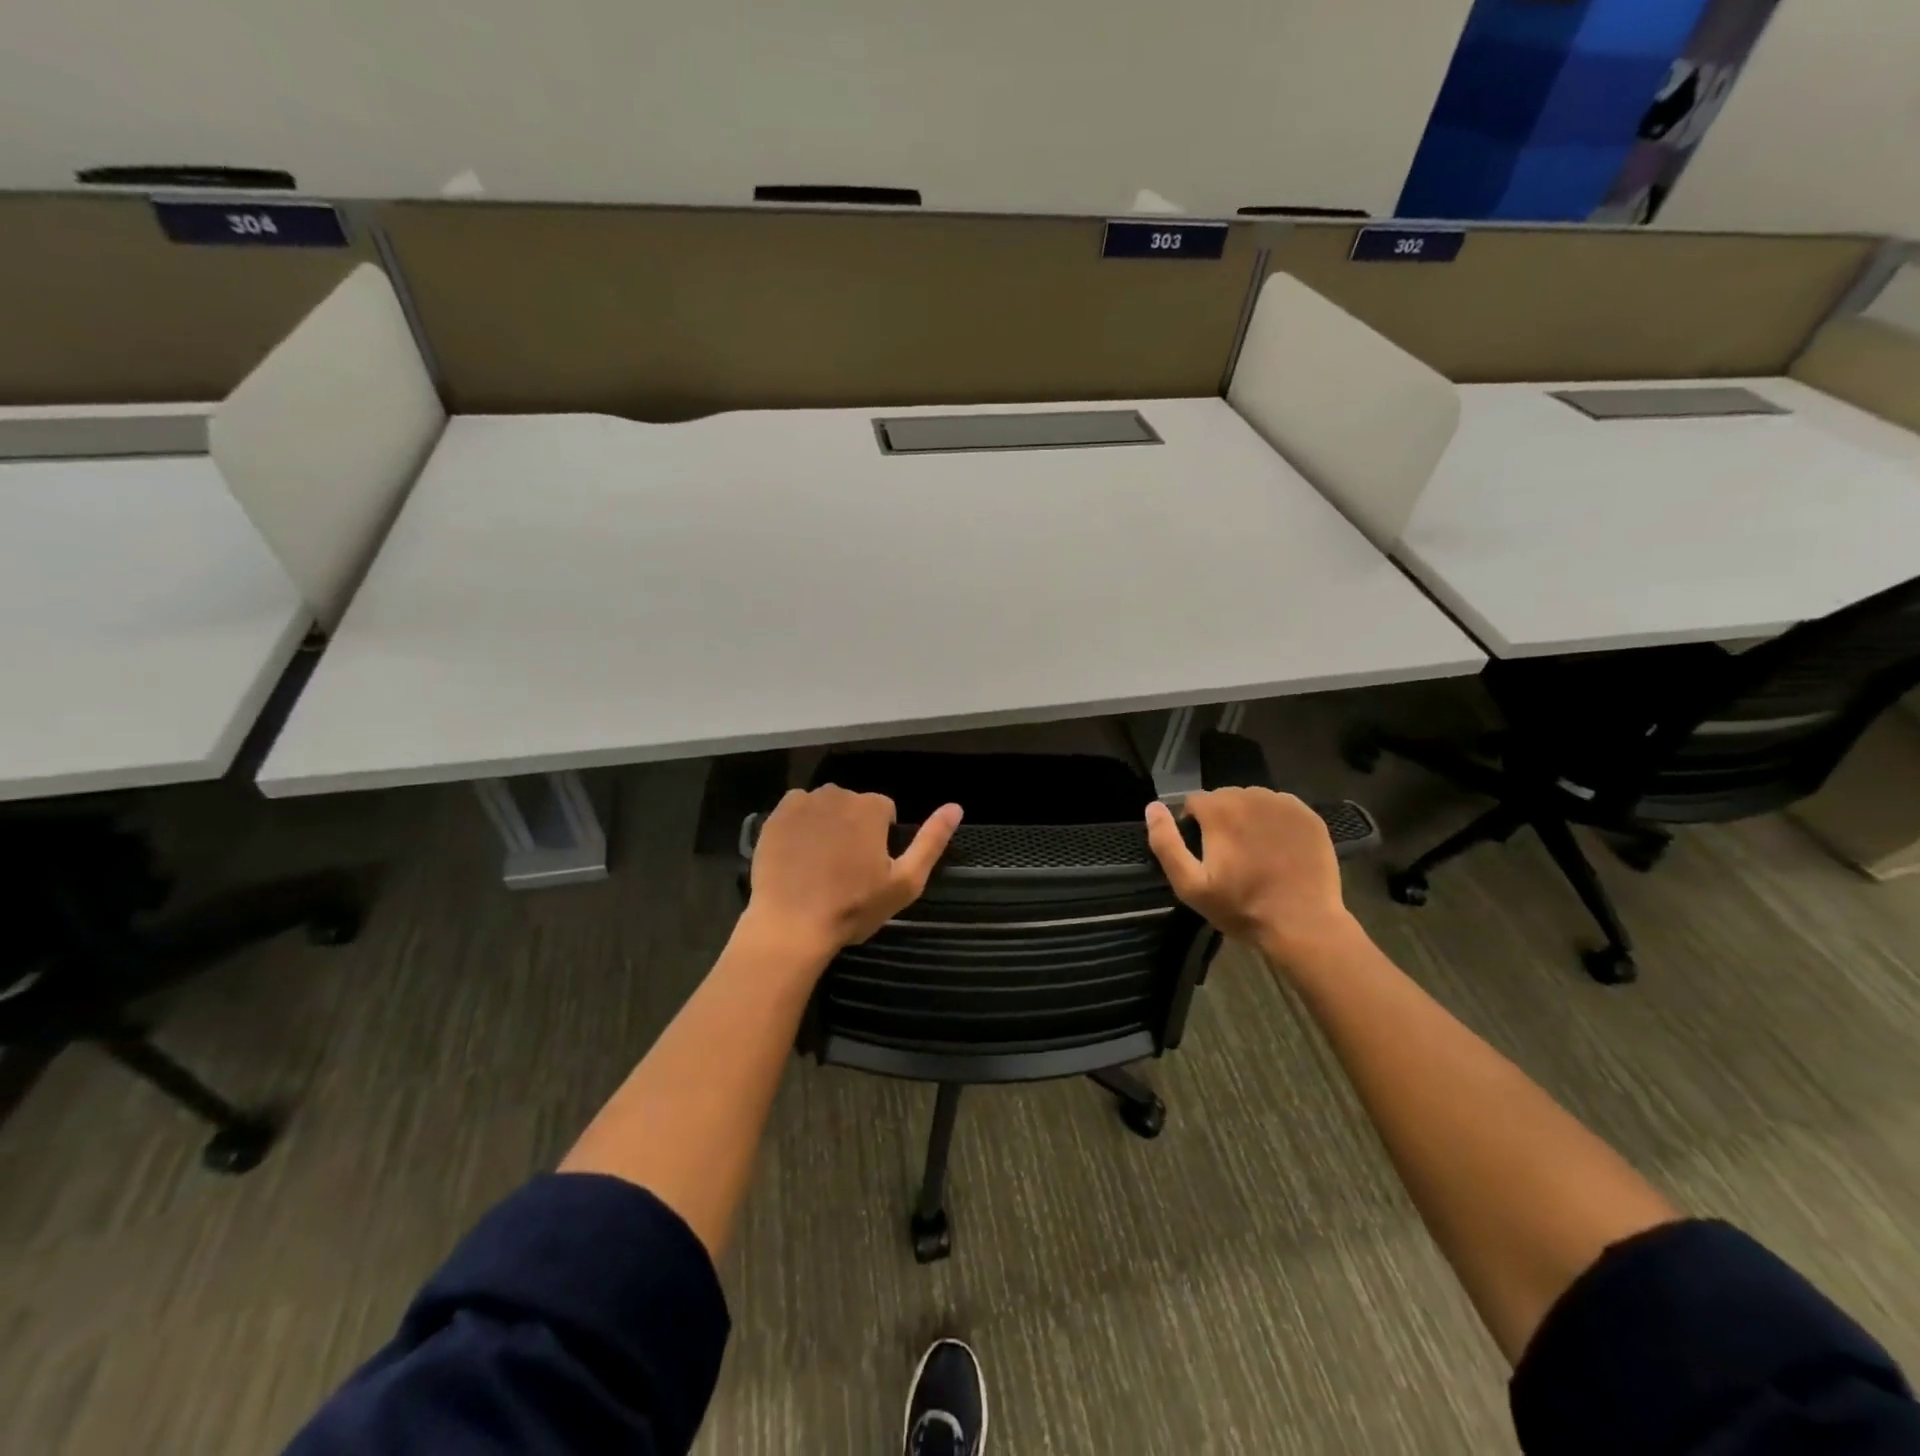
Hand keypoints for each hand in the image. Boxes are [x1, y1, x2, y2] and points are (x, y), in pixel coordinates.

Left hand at [743, 786, 962, 959]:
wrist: (791, 926)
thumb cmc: (853, 907)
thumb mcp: (905, 882)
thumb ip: (931, 841)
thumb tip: (956, 807)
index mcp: (871, 807)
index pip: (885, 811)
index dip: (881, 839)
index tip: (871, 868)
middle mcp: (837, 794)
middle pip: (854, 805)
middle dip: (854, 828)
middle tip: (845, 869)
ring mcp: (802, 803)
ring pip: (825, 807)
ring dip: (827, 825)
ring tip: (820, 864)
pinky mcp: (774, 816)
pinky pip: (796, 810)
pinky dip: (800, 826)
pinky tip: (798, 856)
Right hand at [1144, 789, 1359, 968]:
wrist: (1303, 924)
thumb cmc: (1241, 907)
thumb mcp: (1190, 885)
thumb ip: (1166, 843)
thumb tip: (1152, 807)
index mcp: (1219, 810)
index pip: (1194, 802)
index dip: (1193, 826)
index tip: (1204, 854)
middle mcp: (1251, 796)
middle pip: (1224, 798)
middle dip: (1221, 820)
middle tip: (1230, 857)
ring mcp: (1284, 804)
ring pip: (1253, 801)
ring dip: (1248, 819)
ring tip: (1255, 853)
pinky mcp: (1309, 816)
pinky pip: (1281, 809)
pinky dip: (1275, 823)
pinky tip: (1278, 850)